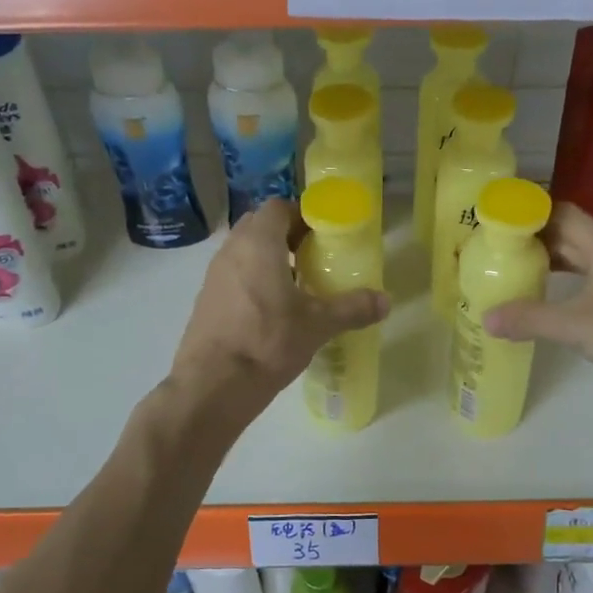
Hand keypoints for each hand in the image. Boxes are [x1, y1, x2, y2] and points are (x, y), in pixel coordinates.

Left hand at [168, 199, 388, 417]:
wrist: (212, 385)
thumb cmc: (267, 342)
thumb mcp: (317, 325)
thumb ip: (352, 308)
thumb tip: (386, 301)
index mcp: (258, 243)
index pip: (278, 207)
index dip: (302, 215)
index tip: (324, 234)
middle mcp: (231, 250)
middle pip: (260, 226)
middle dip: (287, 235)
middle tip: (314, 256)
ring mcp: (214, 275)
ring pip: (245, 252)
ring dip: (270, 258)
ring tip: (298, 284)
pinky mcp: (206, 300)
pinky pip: (234, 276)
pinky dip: (253, 280)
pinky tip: (273, 310)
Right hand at [483, 203, 592, 419]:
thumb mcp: (575, 326)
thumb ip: (530, 319)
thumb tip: (487, 317)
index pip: (565, 214)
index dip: (534, 213)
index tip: (502, 220)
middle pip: (575, 238)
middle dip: (539, 241)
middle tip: (501, 251)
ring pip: (587, 264)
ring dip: (556, 266)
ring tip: (520, 276)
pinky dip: (572, 291)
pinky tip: (557, 309)